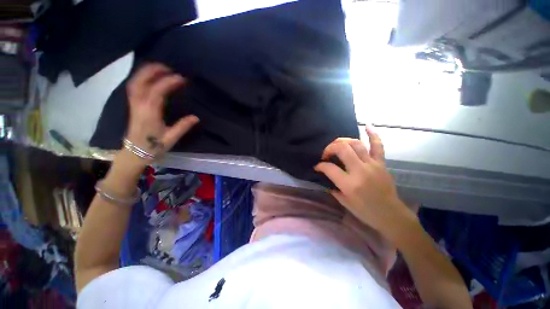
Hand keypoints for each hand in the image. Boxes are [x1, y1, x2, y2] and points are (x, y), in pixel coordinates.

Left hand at [124, 63, 198, 161]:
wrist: (134, 153)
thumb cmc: (153, 147)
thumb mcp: (171, 138)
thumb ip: (183, 126)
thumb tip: (196, 117)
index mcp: (150, 112)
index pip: (157, 91)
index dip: (169, 82)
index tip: (181, 78)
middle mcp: (139, 105)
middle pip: (141, 81)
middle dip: (153, 70)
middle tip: (169, 67)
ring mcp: (134, 104)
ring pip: (135, 82)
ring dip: (146, 72)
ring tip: (160, 69)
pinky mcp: (133, 106)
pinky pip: (134, 87)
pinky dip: (141, 78)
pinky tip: (150, 78)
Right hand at [315, 126, 414, 237]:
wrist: (391, 215)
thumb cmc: (365, 211)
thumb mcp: (344, 202)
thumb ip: (333, 187)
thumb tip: (326, 176)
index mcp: (349, 184)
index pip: (329, 168)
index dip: (320, 166)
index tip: (317, 166)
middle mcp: (360, 171)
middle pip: (342, 149)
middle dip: (329, 148)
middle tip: (326, 154)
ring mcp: (372, 165)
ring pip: (356, 144)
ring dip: (343, 141)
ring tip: (337, 145)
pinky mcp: (381, 163)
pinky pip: (378, 146)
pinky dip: (373, 134)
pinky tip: (367, 125)